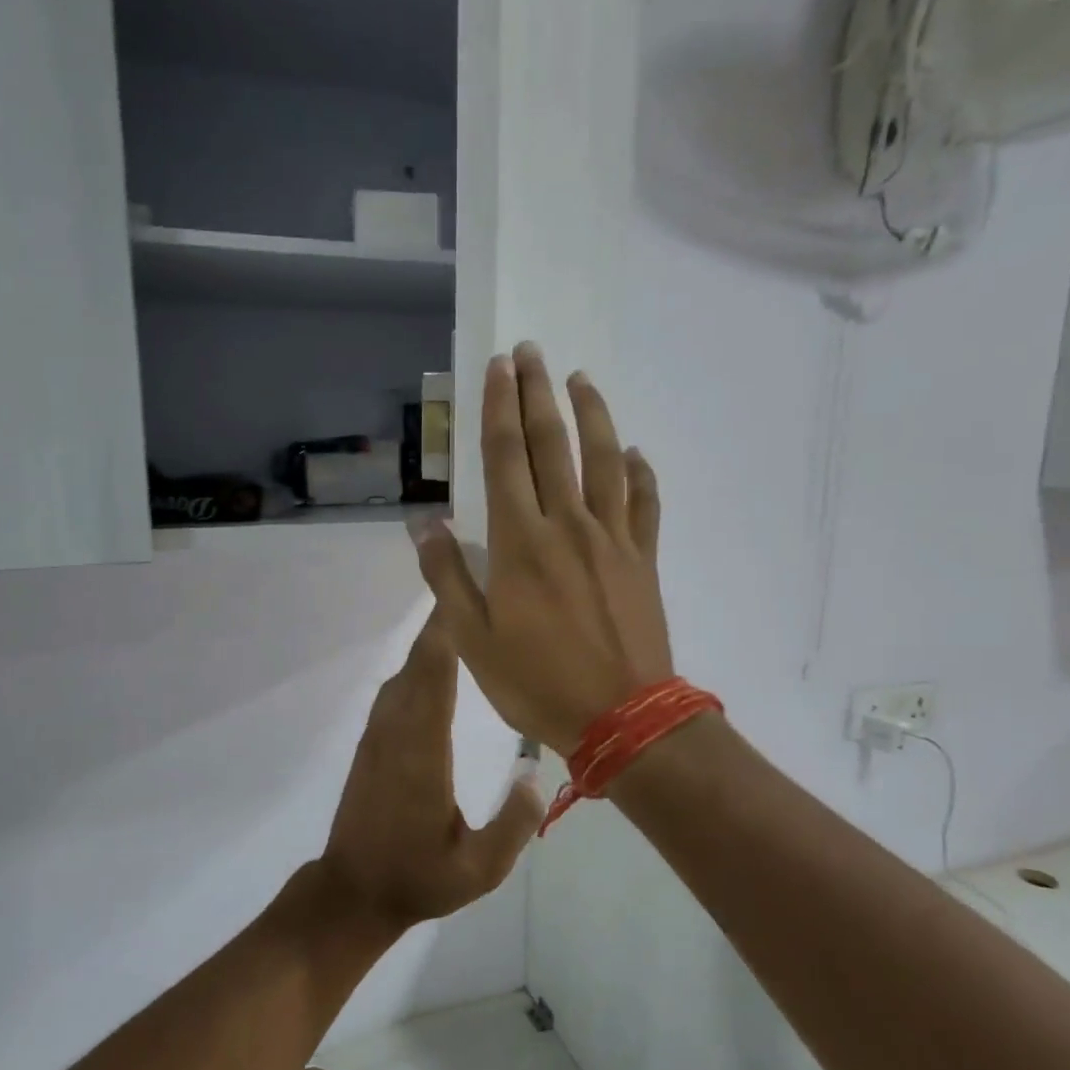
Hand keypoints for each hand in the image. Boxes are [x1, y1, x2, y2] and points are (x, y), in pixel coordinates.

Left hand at [319, 613, 545, 928]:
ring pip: (404, 674)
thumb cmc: (417, 880)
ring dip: (429, 642)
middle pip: (418, 664)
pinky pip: (396, 691)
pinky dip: (417, 666)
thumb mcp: (478, 870)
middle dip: (443, 625)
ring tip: (464, 617)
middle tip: (474, 588)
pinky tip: (437, 663)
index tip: (466, 596)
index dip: (448, 635)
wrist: (352, 893)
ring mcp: (378, 736)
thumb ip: (514, 824)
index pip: (435, 678)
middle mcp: (395, 732)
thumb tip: (537, 777)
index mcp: (421, 753)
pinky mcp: (371, 744)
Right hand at [413, 343, 672, 756]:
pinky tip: (635, 453)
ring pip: (604, 460)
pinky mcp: (643, 559)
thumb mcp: (473, 640)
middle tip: (530, 351)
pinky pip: (645, 503)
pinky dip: (641, 473)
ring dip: (592, 414)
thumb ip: (448, 577)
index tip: (497, 368)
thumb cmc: (538, 684)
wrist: (623, 719)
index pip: (506, 459)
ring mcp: (613, 539)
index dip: (499, 409)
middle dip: (537, 393)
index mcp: (521, 544)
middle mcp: (568, 525)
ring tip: (580, 379)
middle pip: (552, 445)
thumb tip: (424, 525)